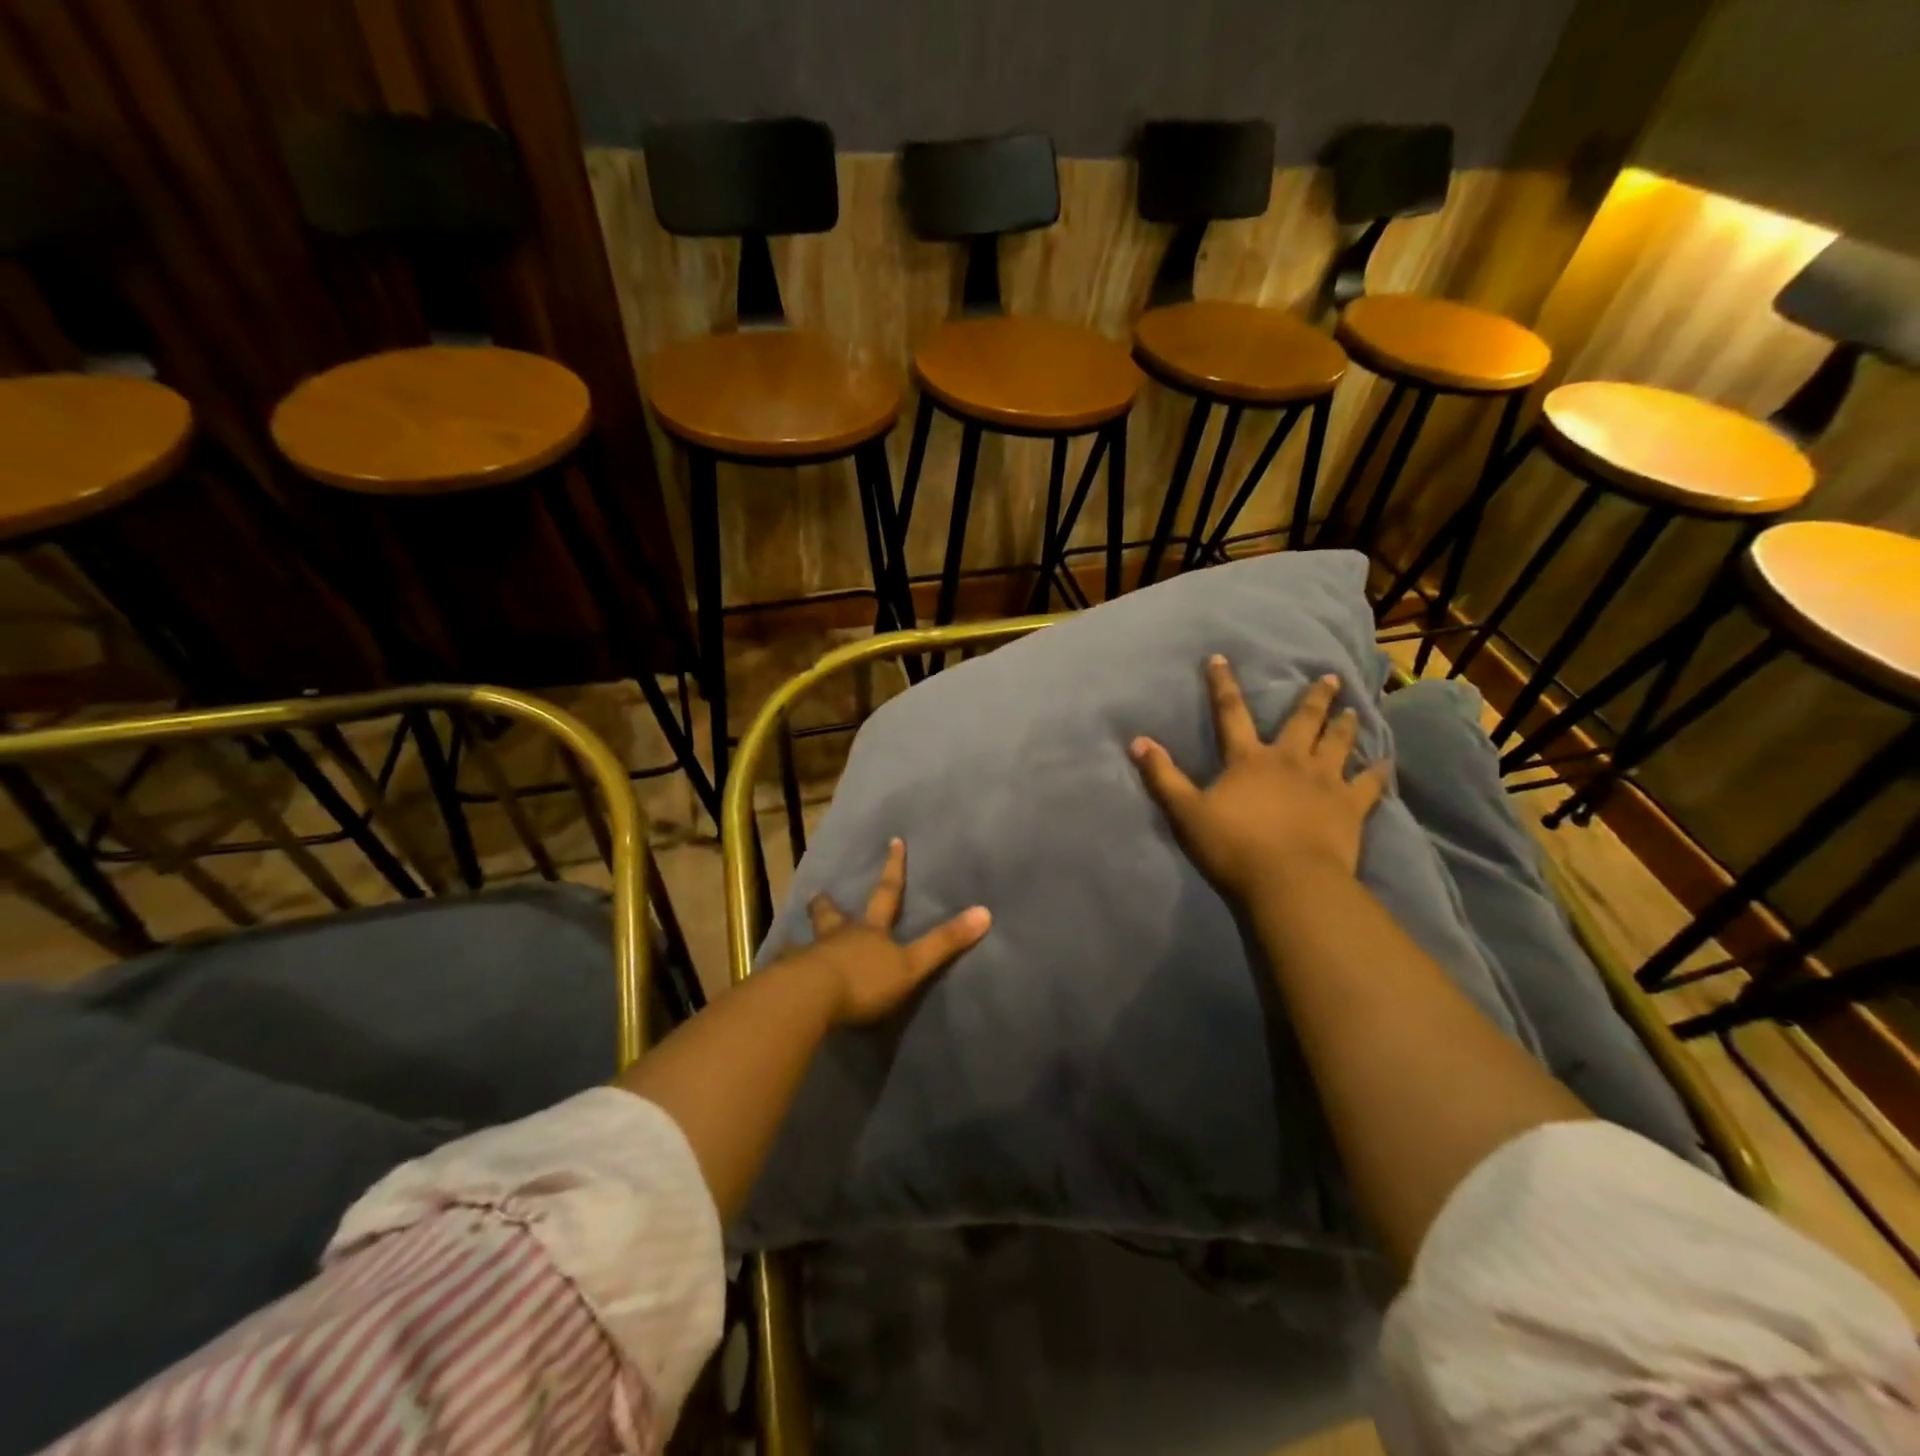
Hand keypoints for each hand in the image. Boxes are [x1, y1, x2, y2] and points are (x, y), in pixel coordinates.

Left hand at [788, 838, 990, 1024]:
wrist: (812, 998)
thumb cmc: (865, 980)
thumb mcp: (912, 964)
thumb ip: (945, 942)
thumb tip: (985, 912)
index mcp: (871, 931)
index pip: (887, 893)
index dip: (894, 868)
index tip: (894, 841)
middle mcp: (839, 936)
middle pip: (834, 915)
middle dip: (829, 904)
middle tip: (818, 892)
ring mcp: (811, 956)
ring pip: (809, 940)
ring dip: (806, 935)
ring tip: (795, 936)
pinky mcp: (790, 978)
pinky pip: (787, 970)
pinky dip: (785, 969)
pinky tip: (777, 974)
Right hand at [1130, 656, 1390, 901]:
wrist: (1289, 881)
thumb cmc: (1233, 845)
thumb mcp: (1186, 812)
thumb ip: (1162, 776)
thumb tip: (1137, 742)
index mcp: (1249, 759)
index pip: (1231, 713)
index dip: (1223, 685)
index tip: (1220, 658)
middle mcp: (1289, 760)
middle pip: (1303, 722)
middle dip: (1314, 698)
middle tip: (1330, 678)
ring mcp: (1324, 782)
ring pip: (1338, 744)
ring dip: (1345, 726)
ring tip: (1353, 710)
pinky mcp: (1349, 807)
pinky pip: (1369, 784)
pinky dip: (1378, 772)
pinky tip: (1387, 762)